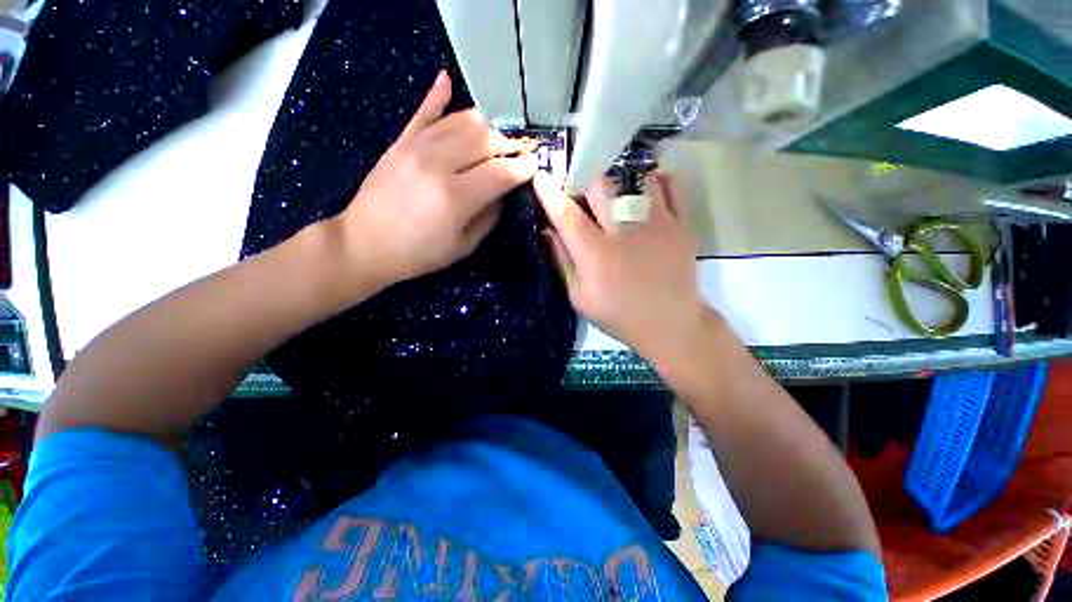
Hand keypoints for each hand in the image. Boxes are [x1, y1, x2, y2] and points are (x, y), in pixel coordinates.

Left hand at [331, 71, 538, 289]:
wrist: (364, 244)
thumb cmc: (418, 254)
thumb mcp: (463, 246)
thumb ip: (488, 218)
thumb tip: (503, 193)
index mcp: (456, 197)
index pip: (500, 172)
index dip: (522, 167)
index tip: (535, 164)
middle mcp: (438, 164)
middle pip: (485, 139)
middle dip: (508, 145)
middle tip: (517, 154)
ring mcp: (416, 148)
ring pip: (461, 121)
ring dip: (485, 127)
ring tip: (496, 138)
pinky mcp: (400, 142)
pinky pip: (422, 112)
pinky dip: (437, 95)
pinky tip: (447, 80)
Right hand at [533, 171, 707, 362]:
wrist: (670, 325)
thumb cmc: (619, 315)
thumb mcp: (580, 297)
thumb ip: (563, 261)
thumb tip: (548, 230)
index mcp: (595, 253)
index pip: (566, 214)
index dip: (549, 192)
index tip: (541, 176)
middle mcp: (624, 231)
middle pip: (599, 187)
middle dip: (583, 181)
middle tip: (580, 190)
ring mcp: (656, 224)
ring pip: (633, 180)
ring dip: (617, 181)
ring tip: (614, 191)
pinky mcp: (680, 225)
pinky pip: (669, 188)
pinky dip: (655, 181)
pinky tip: (646, 186)